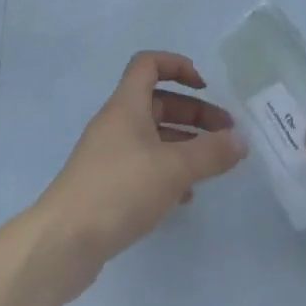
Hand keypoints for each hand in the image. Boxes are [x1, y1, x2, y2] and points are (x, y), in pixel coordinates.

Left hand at [35, 51, 246, 280]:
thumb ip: (211, 153)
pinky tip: (187, 197)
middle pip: (157, 103)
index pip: (149, 64)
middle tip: (227, 135)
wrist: (64, 241)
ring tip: (215, 166)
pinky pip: (145, 166)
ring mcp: (110, 154)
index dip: (178, 66)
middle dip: (194, 112)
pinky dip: (168, 172)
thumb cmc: (120, 189)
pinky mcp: (108, 185)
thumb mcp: (173, 169)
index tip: (206, 87)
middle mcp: (116, 123)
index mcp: (126, 105)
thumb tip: (241, 140)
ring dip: (185, 144)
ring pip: (153, 137)